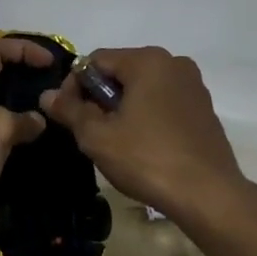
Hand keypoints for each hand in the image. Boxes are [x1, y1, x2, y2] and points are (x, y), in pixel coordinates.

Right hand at [39, 46, 247, 218]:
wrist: (209, 195)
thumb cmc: (147, 159)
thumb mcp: (97, 136)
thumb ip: (70, 110)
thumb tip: (47, 95)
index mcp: (147, 60)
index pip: (95, 61)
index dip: (74, 86)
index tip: (68, 116)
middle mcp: (173, 63)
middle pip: (120, 72)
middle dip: (99, 97)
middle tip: (88, 131)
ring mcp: (193, 85)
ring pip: (142, 88)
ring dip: (122, 107)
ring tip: (114, 140)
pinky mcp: (204, 109)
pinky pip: (163, 102)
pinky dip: (146, 115)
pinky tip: (142, 146)